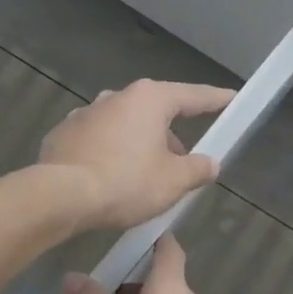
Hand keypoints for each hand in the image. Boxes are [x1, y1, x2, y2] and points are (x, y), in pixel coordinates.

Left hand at [39, 79, 235, 230]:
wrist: (60, 196)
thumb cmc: (126, 183)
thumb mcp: (173, 182)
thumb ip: (198, 169)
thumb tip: (211, 163)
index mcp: (149, 100)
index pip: (193, 96)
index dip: (216, 99)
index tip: (231, 98)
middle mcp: (116, 97)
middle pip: (156, 113)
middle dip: (171, 138)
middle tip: (181, 167)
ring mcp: (85, 113)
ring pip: (125, 127)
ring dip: (140, 146)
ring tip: (144, 179)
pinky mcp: (64, 134)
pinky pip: (99, 141)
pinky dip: (111, 154)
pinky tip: (111, 180)